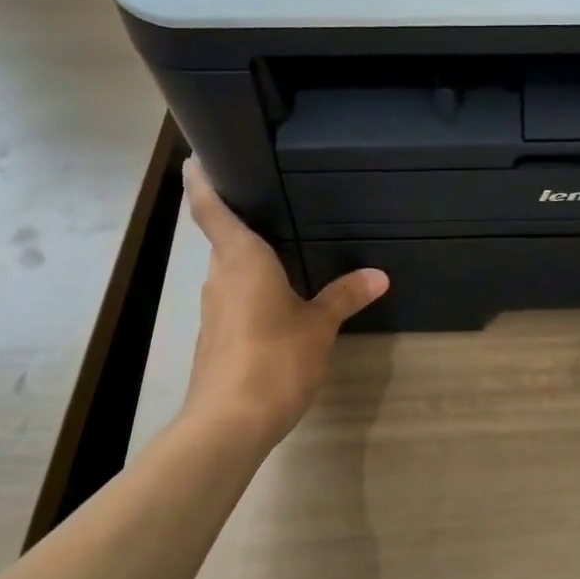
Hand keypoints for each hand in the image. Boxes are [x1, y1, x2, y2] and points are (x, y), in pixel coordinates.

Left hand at [181, 162, 388, 449]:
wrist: (230, 423)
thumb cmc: (274, 359)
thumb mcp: (319, 326)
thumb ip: (345, 296)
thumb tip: (378, 275)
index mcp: (240, 259)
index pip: (209, 207)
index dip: (202, 179)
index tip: (200, 156)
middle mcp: (219, 276)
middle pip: (222, 237)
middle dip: (240, 219)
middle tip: (273, 200)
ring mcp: (213, 309)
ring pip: (230, 270)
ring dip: (249, 258)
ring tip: (285, 246)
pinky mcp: (216, 337)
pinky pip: (234, 298)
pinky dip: (252, 289)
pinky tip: (279, 299)